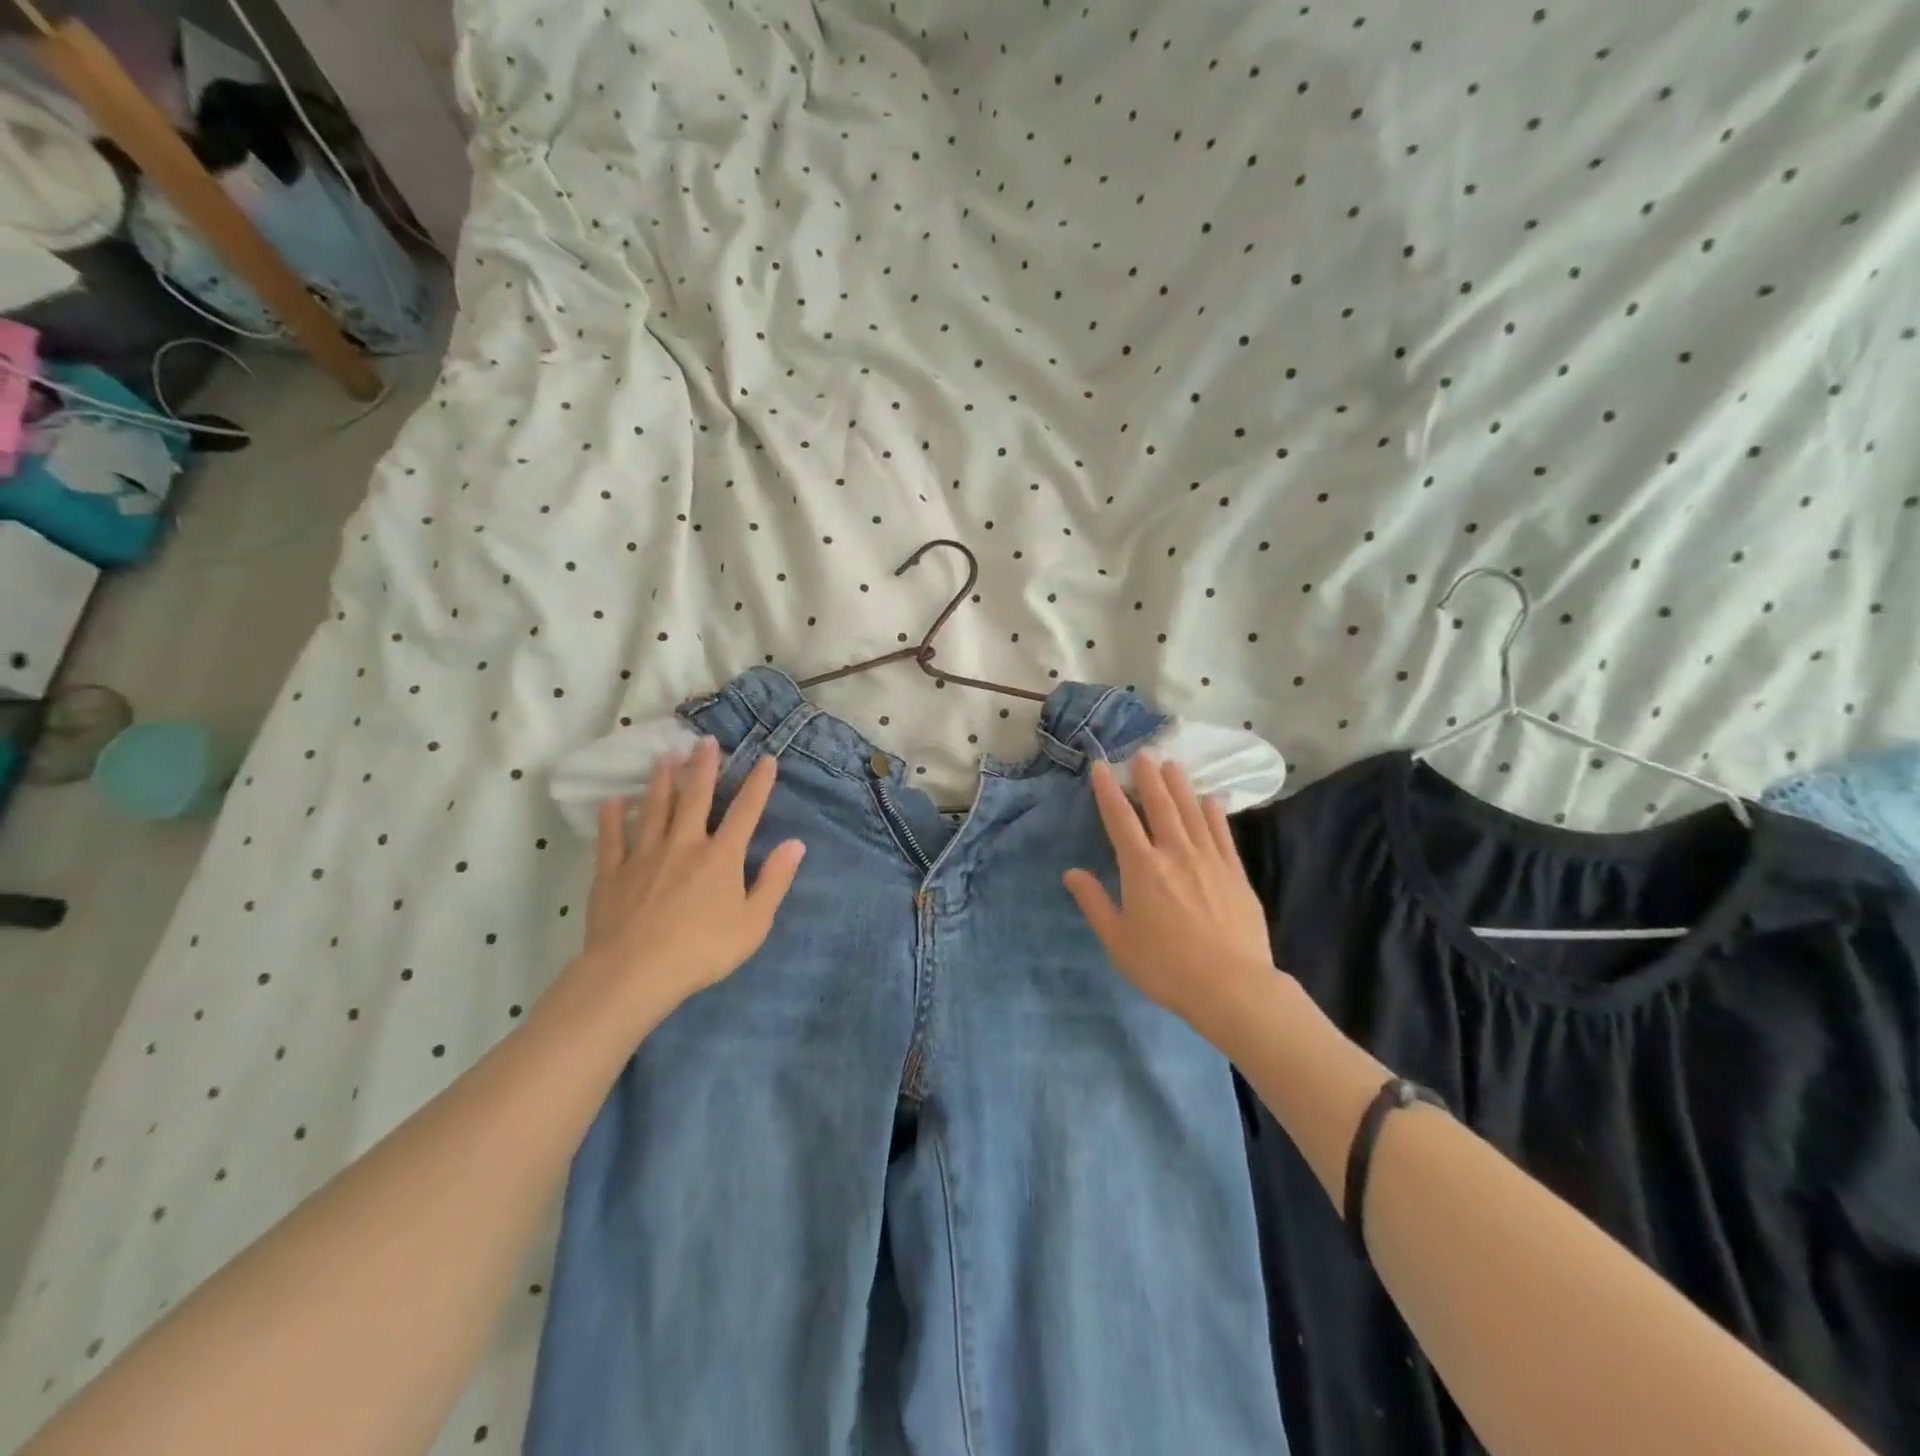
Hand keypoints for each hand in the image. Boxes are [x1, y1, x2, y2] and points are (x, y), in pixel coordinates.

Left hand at [570, 737, 804, 1026]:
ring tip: (665, 756)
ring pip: (655, 808)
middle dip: (704, 767)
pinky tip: (614, 801)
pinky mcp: (612, 872)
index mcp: (721, 856)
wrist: (635, 971)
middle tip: (706, 740)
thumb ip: (775, 880)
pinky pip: (613, 838)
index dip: (758, 784)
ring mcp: (645, 855)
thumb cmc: (702, 950)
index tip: (766, 759)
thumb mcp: (754, 922)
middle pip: (696, 798)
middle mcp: (685, 844)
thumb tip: (795, 844)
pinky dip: (613, 817)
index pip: (745, 812)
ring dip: (662, 781)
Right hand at [1064, 754, 1276, 1040]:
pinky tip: (1211, 800)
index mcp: (1141, 868)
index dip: (1108, 790)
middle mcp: (1175, 854)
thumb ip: (1094, 902)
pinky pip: (1222, 834)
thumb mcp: (1118, 940)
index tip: (1101, 766)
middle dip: (1149, 777)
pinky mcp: (1235, 873)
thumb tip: (1071, 873)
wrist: (1232, 986)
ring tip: (1173, 764)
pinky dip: (1214, 813)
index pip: (1120, 819)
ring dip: (1181, 786)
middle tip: (1143, 753)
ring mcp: (1209, 860)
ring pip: (1192, 812)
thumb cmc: (1165, 966)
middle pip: (1160, 806)